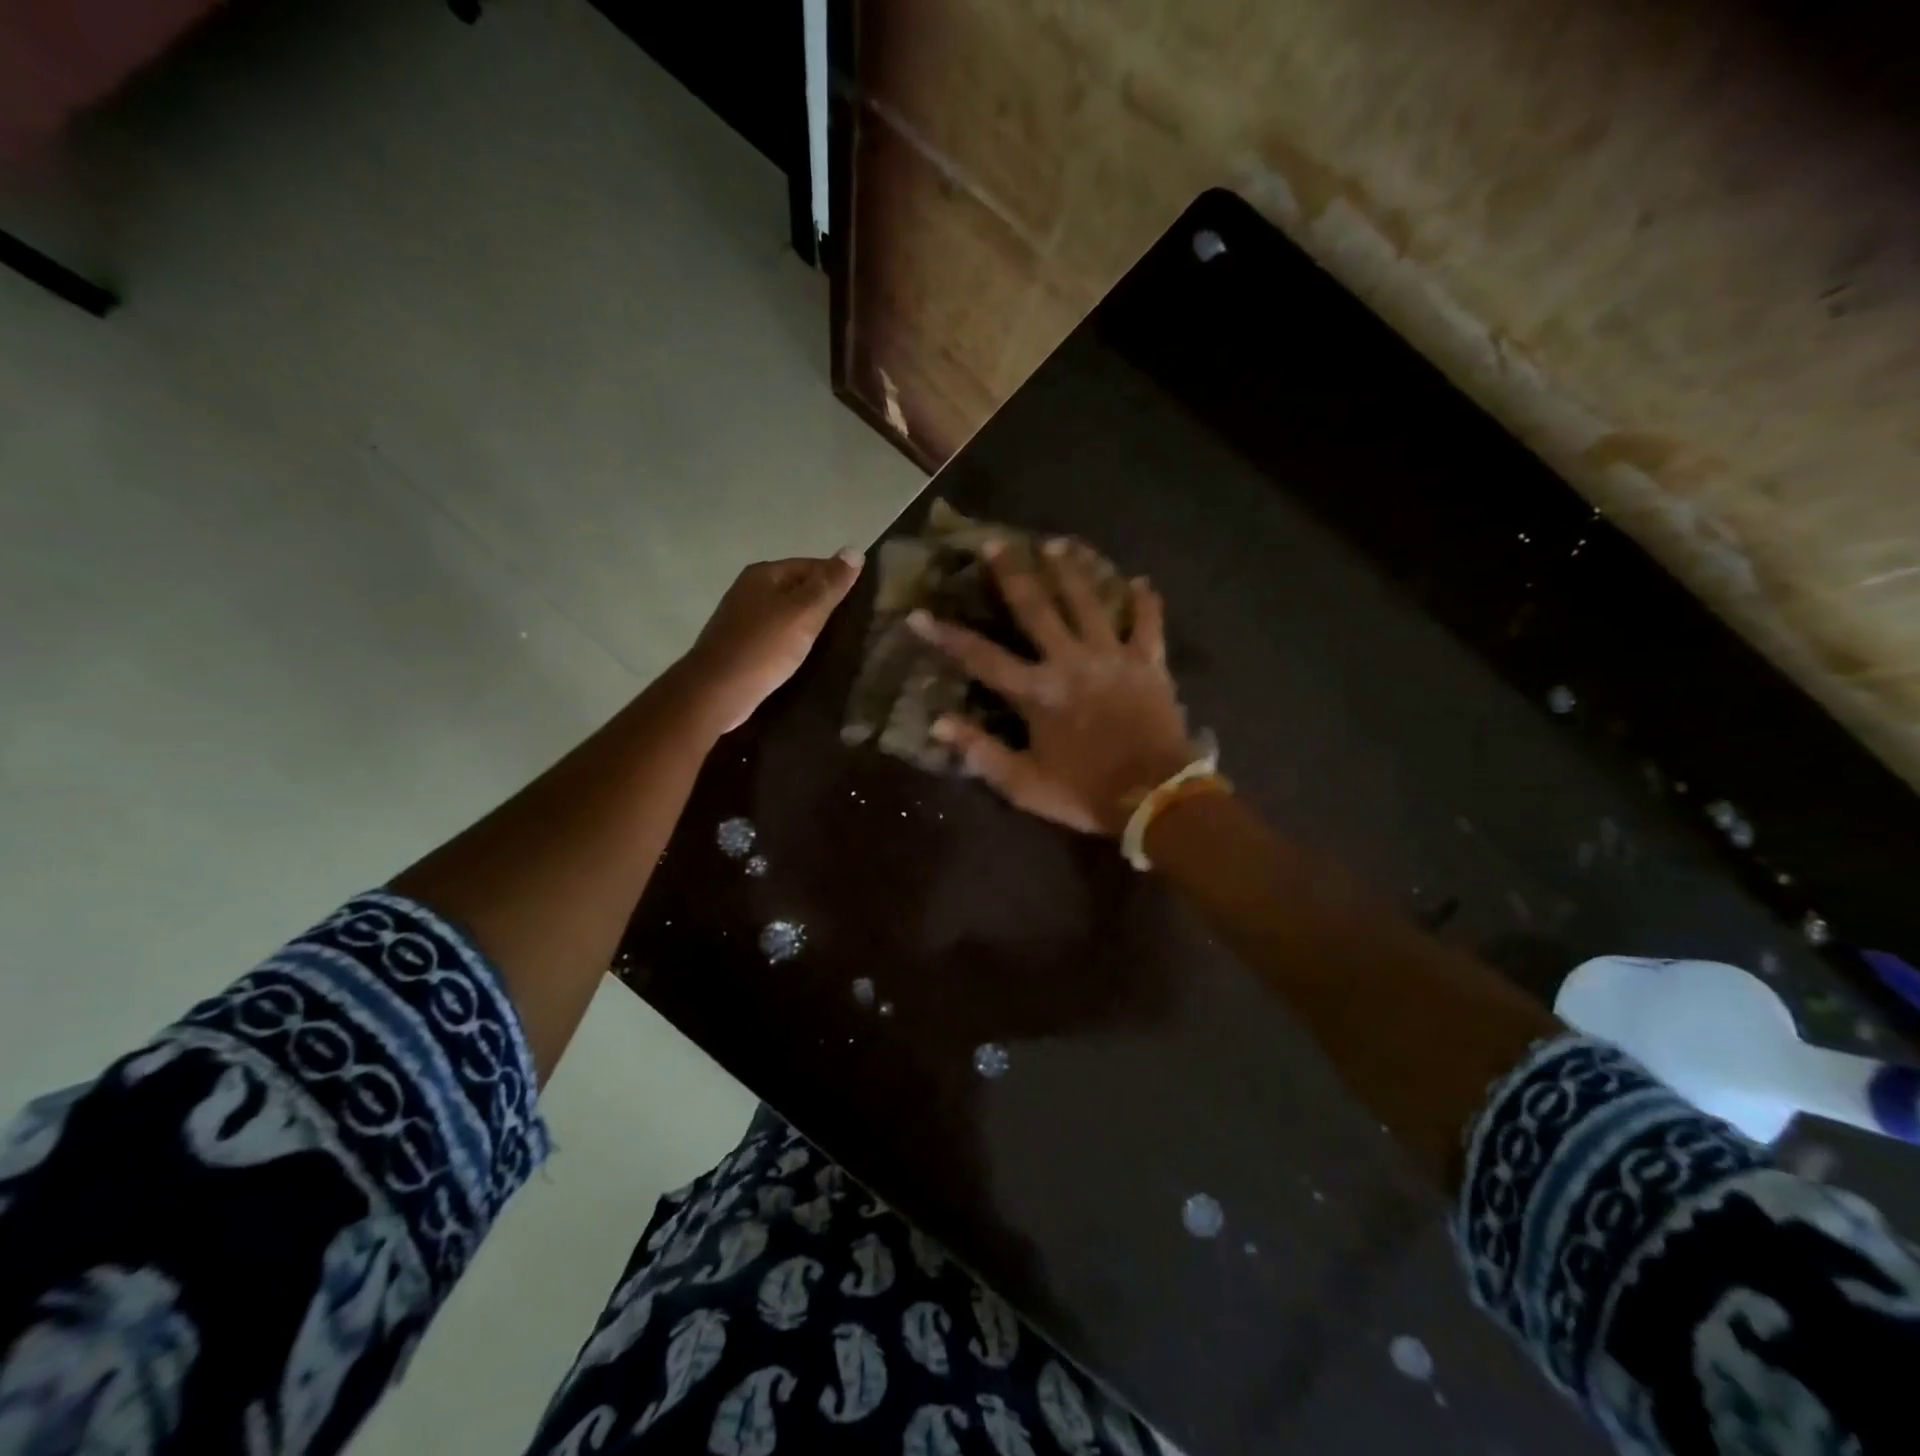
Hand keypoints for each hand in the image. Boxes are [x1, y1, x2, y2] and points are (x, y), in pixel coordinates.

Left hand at [681, 550, 863, 731]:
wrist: (717, 691)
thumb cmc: (764, 647)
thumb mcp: (804, 612)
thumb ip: (830, 584)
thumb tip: (854, 550)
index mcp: (764, 573)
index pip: (812, 565)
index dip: (838, 581)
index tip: (862, 603)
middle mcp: (750, 589)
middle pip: (798, 589)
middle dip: (824, 604)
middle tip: (854, 625)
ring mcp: (742, 618)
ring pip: (787, 614)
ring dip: (809, 626)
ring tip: (835, 643)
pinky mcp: (741, 645)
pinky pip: (776, 636)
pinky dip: (793, 643)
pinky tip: (806, 658)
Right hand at [908, 537, 1194, 834]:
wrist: (1156, 799)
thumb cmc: (1085, 793)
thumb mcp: (1024, 784)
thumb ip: (981, 752)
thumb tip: (939, 723)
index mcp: (1038, 692)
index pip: (982, 658)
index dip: (947, 636)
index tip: (919, 614)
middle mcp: (1071, 662)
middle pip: (1037, 608)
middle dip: (1013, 574)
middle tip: (996, 542)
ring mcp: (1113, 657)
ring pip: (1090, 602)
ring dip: (1072, 571)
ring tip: (1057, 542)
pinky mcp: (1149, 663)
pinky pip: (1149, 624)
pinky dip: (1146, 602)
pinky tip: (1141, 581)